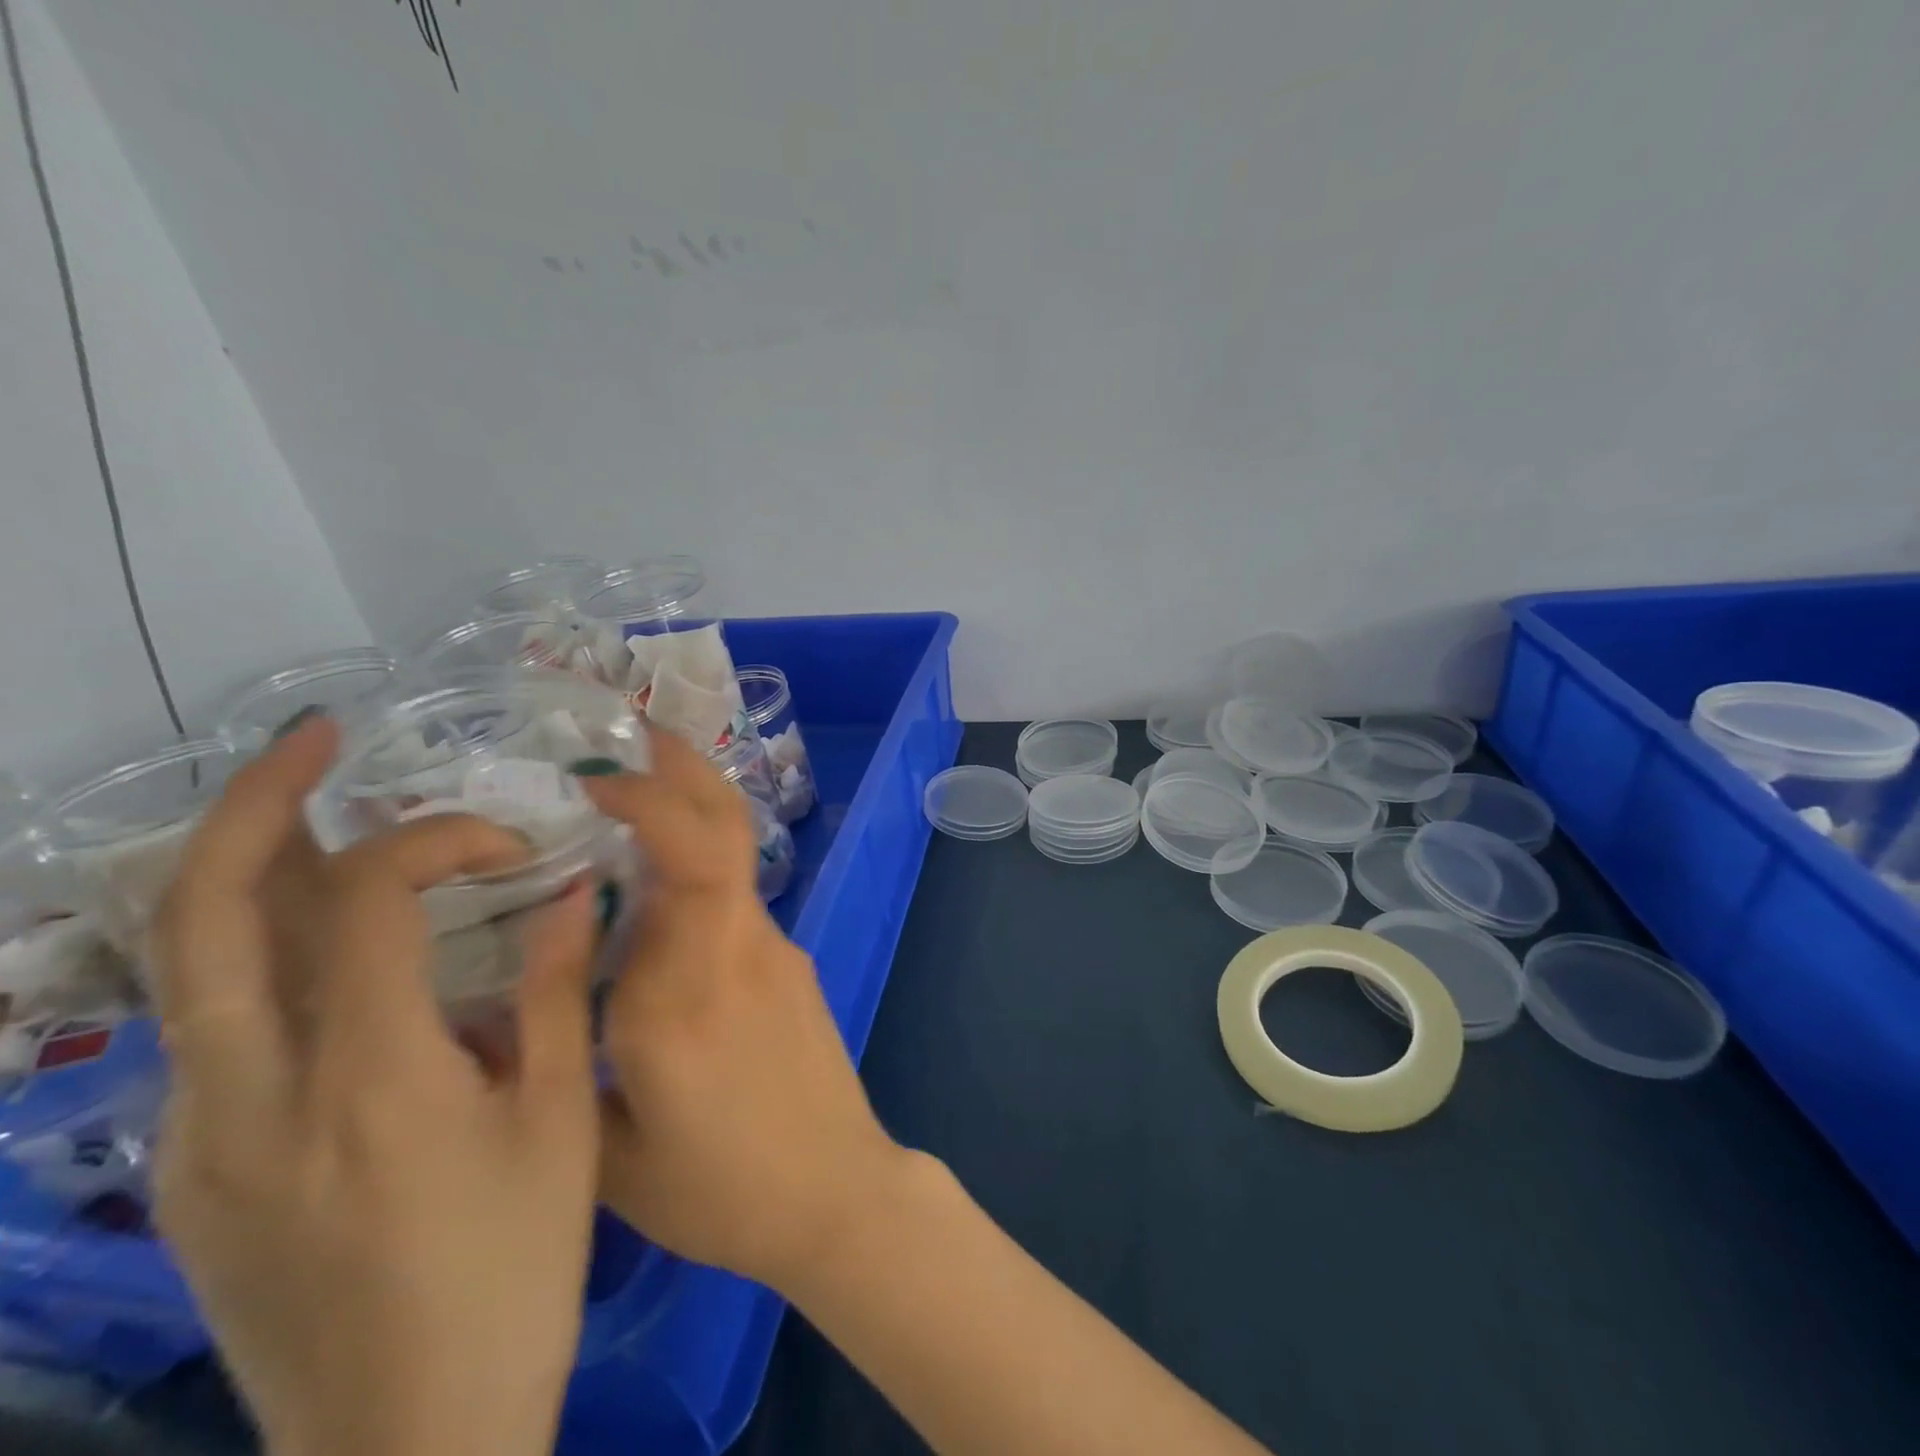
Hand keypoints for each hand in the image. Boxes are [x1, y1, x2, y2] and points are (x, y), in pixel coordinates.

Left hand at [149, 717, 600, 1455]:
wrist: (403, 1440)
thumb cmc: (512, 1267)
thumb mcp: (562, 1120)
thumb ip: (559, 991)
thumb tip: (571, 890)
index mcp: (368, 1080)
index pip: (363, 898)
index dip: (434, 837)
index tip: (506, 845)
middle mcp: (250, 1095)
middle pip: (200, 911)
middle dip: (255, 801)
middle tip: (318, 738)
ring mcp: (198, 1137)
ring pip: (187, 961)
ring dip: (249, 867)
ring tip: (325, 814)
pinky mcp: (192, 1169)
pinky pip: (213, 1020)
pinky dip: (263, 945)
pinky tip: (337, 943)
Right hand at [581, 734, 910, 1291]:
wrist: (836, 1192)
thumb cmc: (721, 1189)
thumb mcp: (609, 1151)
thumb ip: (566, 1059)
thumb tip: (535, 986)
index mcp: (682, 989)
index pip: (682, 860)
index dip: (647, 802)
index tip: (595, 781)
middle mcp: (737, 948)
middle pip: (724, 830)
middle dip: (686, 769)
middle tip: (639, 734)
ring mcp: (775, 950)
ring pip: (731, 858)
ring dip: (688, 812)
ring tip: (631, 797)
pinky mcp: (791, 965)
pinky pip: (734, 900)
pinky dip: (695, 871)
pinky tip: (655, 896)